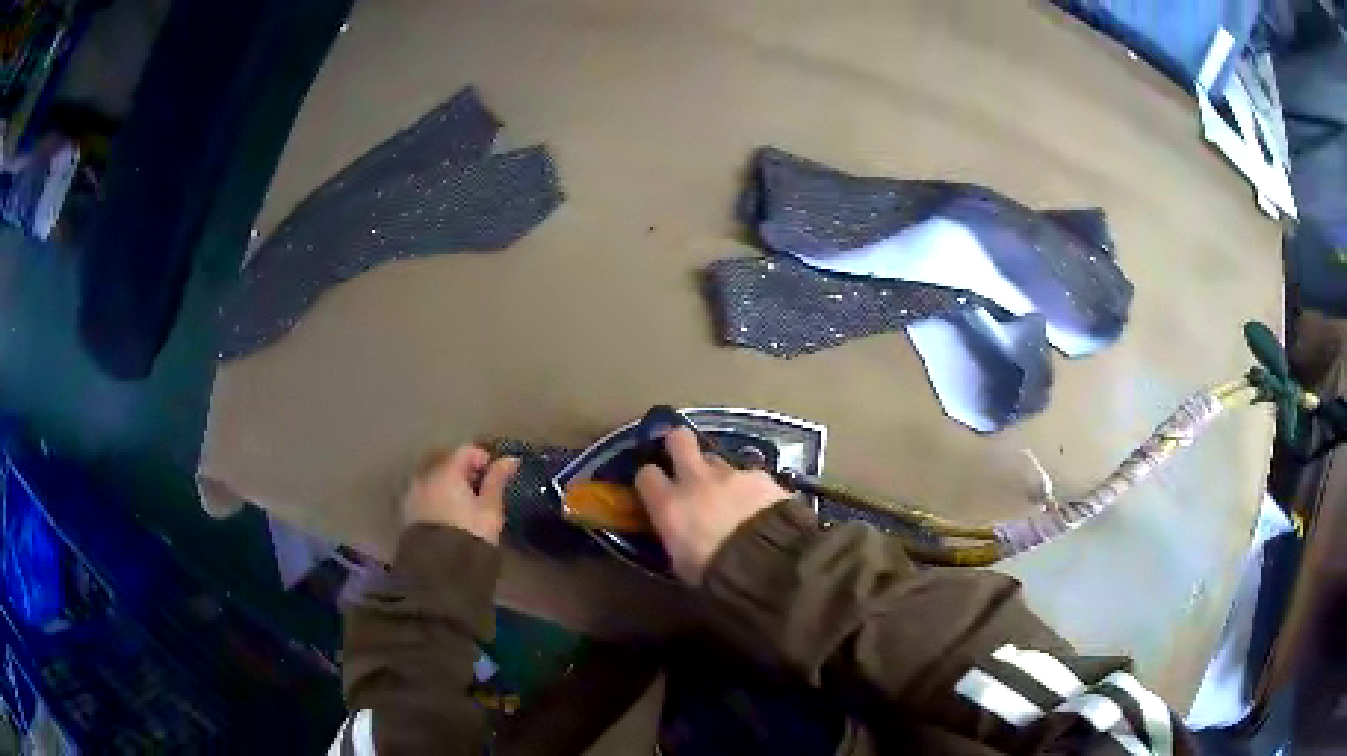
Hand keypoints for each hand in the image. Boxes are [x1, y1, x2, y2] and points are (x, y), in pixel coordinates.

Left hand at [402, 445, 518, 544]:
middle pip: (446, 462)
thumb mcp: (490, 509)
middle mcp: (424, 476)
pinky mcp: (407, 513)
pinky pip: (424, 495)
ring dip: (448, 485)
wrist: (439, 572)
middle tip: (480, 491)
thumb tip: (510, 459)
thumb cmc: (470, 536)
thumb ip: (497, 481)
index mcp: (446, 471)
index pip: (465, 451)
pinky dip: (436, 498)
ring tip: (463, 505)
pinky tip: (447, 516)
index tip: (496, 477)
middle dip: (463, 471)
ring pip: (433, 478)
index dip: (483, 459)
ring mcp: (412, 494)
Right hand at [635, 428, 789, 583]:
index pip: (646, 475)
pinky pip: (750, 475)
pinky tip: (761, 505)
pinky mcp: (762, 476)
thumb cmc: (716, 574)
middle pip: (679, 440)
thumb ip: (677, 538)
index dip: (651, 479)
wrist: (768, 562)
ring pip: (718, 459)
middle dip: (679, 444)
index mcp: (669, 505)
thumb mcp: (683, 563)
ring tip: (731, 496)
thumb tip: (680, 535)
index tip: (656, 488)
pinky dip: (751, 487)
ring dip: (719, 474)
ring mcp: (731, 474)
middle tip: (683, 457)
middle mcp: (696, 480)